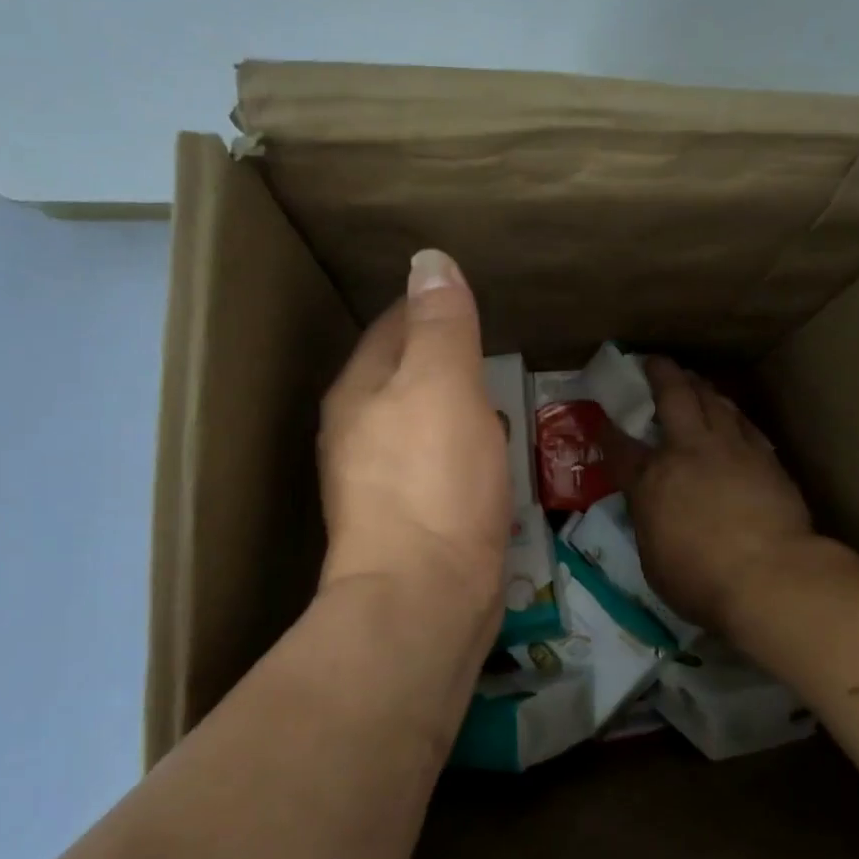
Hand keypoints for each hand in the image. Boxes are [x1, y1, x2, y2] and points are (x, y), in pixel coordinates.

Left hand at [318, 250, 509, 651]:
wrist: (424, 598)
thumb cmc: (433, 481)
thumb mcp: (443, 386)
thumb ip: (440, 323)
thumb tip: (429, 261)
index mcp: (359, 392)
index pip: (394, 325)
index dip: (432, 306)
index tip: (474, 297)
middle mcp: (360, 433)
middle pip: (406, 375)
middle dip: (445, 357)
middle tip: (496, 343)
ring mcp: (383, 482)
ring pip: (424, 422)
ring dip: (456, 405)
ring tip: (499, 393)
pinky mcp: (413, 520)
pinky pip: (440, 464)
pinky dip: (465, 448)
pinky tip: (492, 455)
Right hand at [620, 358, 815, 633]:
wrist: (770, 575)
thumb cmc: (701, 581)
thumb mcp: (654, 560)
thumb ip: (651, 524)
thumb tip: (653, 511)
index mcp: (651, 482)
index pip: (621, 448)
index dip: (608, 431)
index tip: (601, 417)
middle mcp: (688, 453)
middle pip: (673, 398)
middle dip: (661, 374)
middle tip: (654, 361)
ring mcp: (730, 450)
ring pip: (713, 402)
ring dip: (700, 386)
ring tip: (693, 379)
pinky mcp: (765, 457)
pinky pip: (743, 423)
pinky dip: (731, 413)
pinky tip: (731, 413)